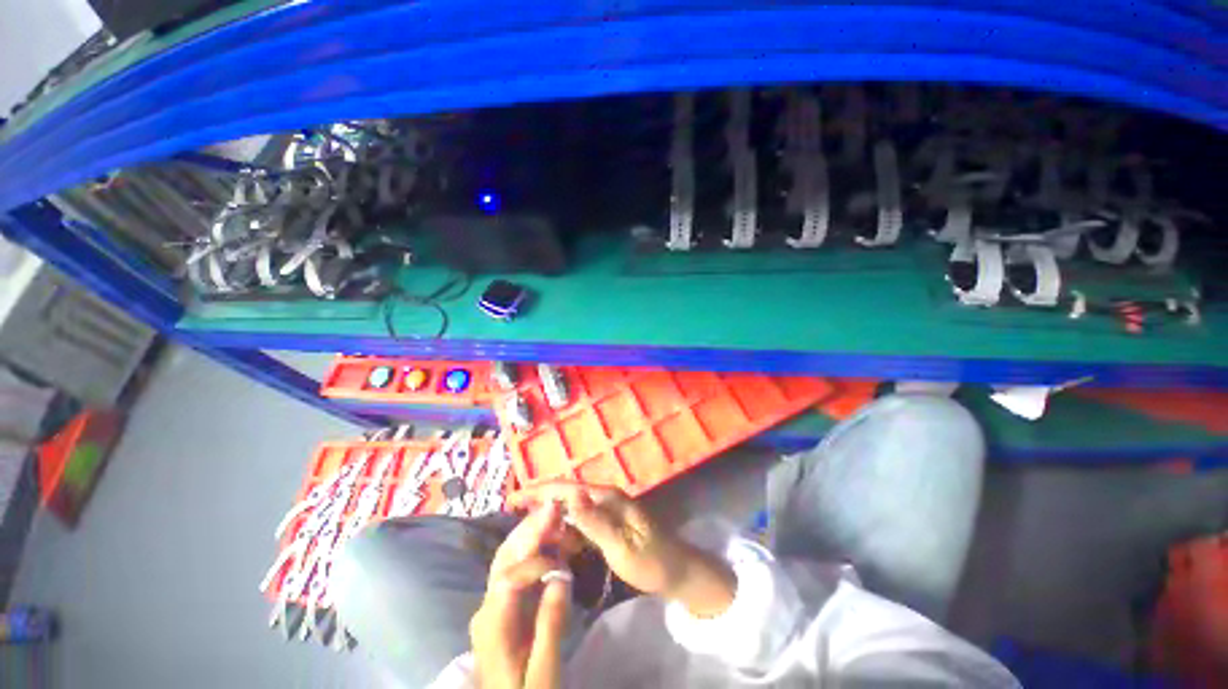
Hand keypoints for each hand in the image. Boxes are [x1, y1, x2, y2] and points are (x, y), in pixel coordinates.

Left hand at [470, 500, 571, 688]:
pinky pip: (516, 567)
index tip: (565, 560)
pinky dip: (532, 547)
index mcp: (493, 624)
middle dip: (529, 529)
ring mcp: (492, 603)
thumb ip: (550, 623)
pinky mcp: (502, 604)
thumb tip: (561, 577)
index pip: (510, 578)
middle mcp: (487, 606)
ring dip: (530, 533)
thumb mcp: (544, 671)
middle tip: (554, 506)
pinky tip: (549, 538)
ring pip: (508, 557)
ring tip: (554, 514)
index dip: (538, 562)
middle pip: (504, 557)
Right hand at [509, 483, 734, 617]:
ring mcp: (606, 510)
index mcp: (607, 498)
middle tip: (512, 513)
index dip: (539, 491)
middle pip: (566, 495)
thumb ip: (595, 522)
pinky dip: (564, 530)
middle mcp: (605, 498)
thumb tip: (570, 495)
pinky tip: (553, 542)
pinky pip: (580, 523)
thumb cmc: (652, 561)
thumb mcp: (622, 547)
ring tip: (527, 531)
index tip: (512, 498)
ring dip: (551, 518)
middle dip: (540, 502)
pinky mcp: (607, 523)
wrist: (677, 572)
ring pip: (571, 509)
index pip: (567, 489)